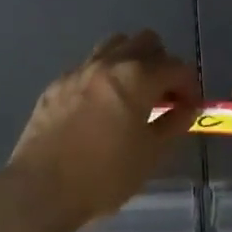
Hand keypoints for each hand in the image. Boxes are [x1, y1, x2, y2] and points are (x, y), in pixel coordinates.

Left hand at [3, 31, 200, 231]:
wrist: (41, 189)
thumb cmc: (104, 175)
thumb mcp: (151, 154)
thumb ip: (174, 123)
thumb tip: (187, 108)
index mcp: (137, 77)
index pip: (177, 67)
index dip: (190, 86)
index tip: (190, 108)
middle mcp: (109, 63)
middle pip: (146, 42)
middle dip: (162, 64)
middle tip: (163, 96)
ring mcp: (79, 71)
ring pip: (114, 45)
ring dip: (131, 61)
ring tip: (132, 93)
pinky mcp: (56, 85)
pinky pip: (88, 67)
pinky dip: (103, 77)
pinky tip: (100, 108)